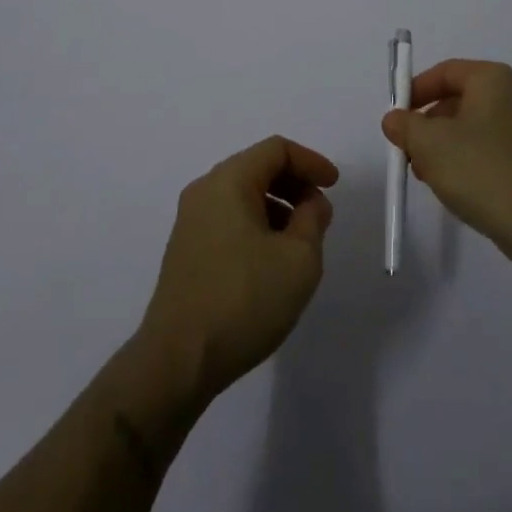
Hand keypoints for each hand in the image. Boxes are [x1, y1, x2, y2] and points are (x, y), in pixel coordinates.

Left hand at [136, 136, 338, 403]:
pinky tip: (270, 261)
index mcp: (229, 180)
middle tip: (320, 213)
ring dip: (276, 207)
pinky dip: (256, 225)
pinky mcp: (185, 251)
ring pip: (242, 195)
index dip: (310, 162)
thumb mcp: (299, 259)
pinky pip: (228, 219)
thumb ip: (313, 220)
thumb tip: (311, 203)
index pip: (276, 150)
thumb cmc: (243, 300)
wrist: (177, 361)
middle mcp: (204, 191)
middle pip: (257, 168)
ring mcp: (190, 221)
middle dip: (294, 184)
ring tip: (300, 242)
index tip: (334, 186)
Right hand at [381, 59, 511, 264]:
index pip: (446, 71)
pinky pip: (493, 149)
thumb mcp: (429, 144)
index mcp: (493, 79)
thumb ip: (405, 125)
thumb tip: (395, 119)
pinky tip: (457, 187)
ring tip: (428, 175)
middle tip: (409, 150)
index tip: (398, 116)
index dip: (416, 90)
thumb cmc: (480, 170)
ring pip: (475, 127)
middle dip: (429, 123)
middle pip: (460, 99)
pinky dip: (470, 160)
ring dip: (446, 145)